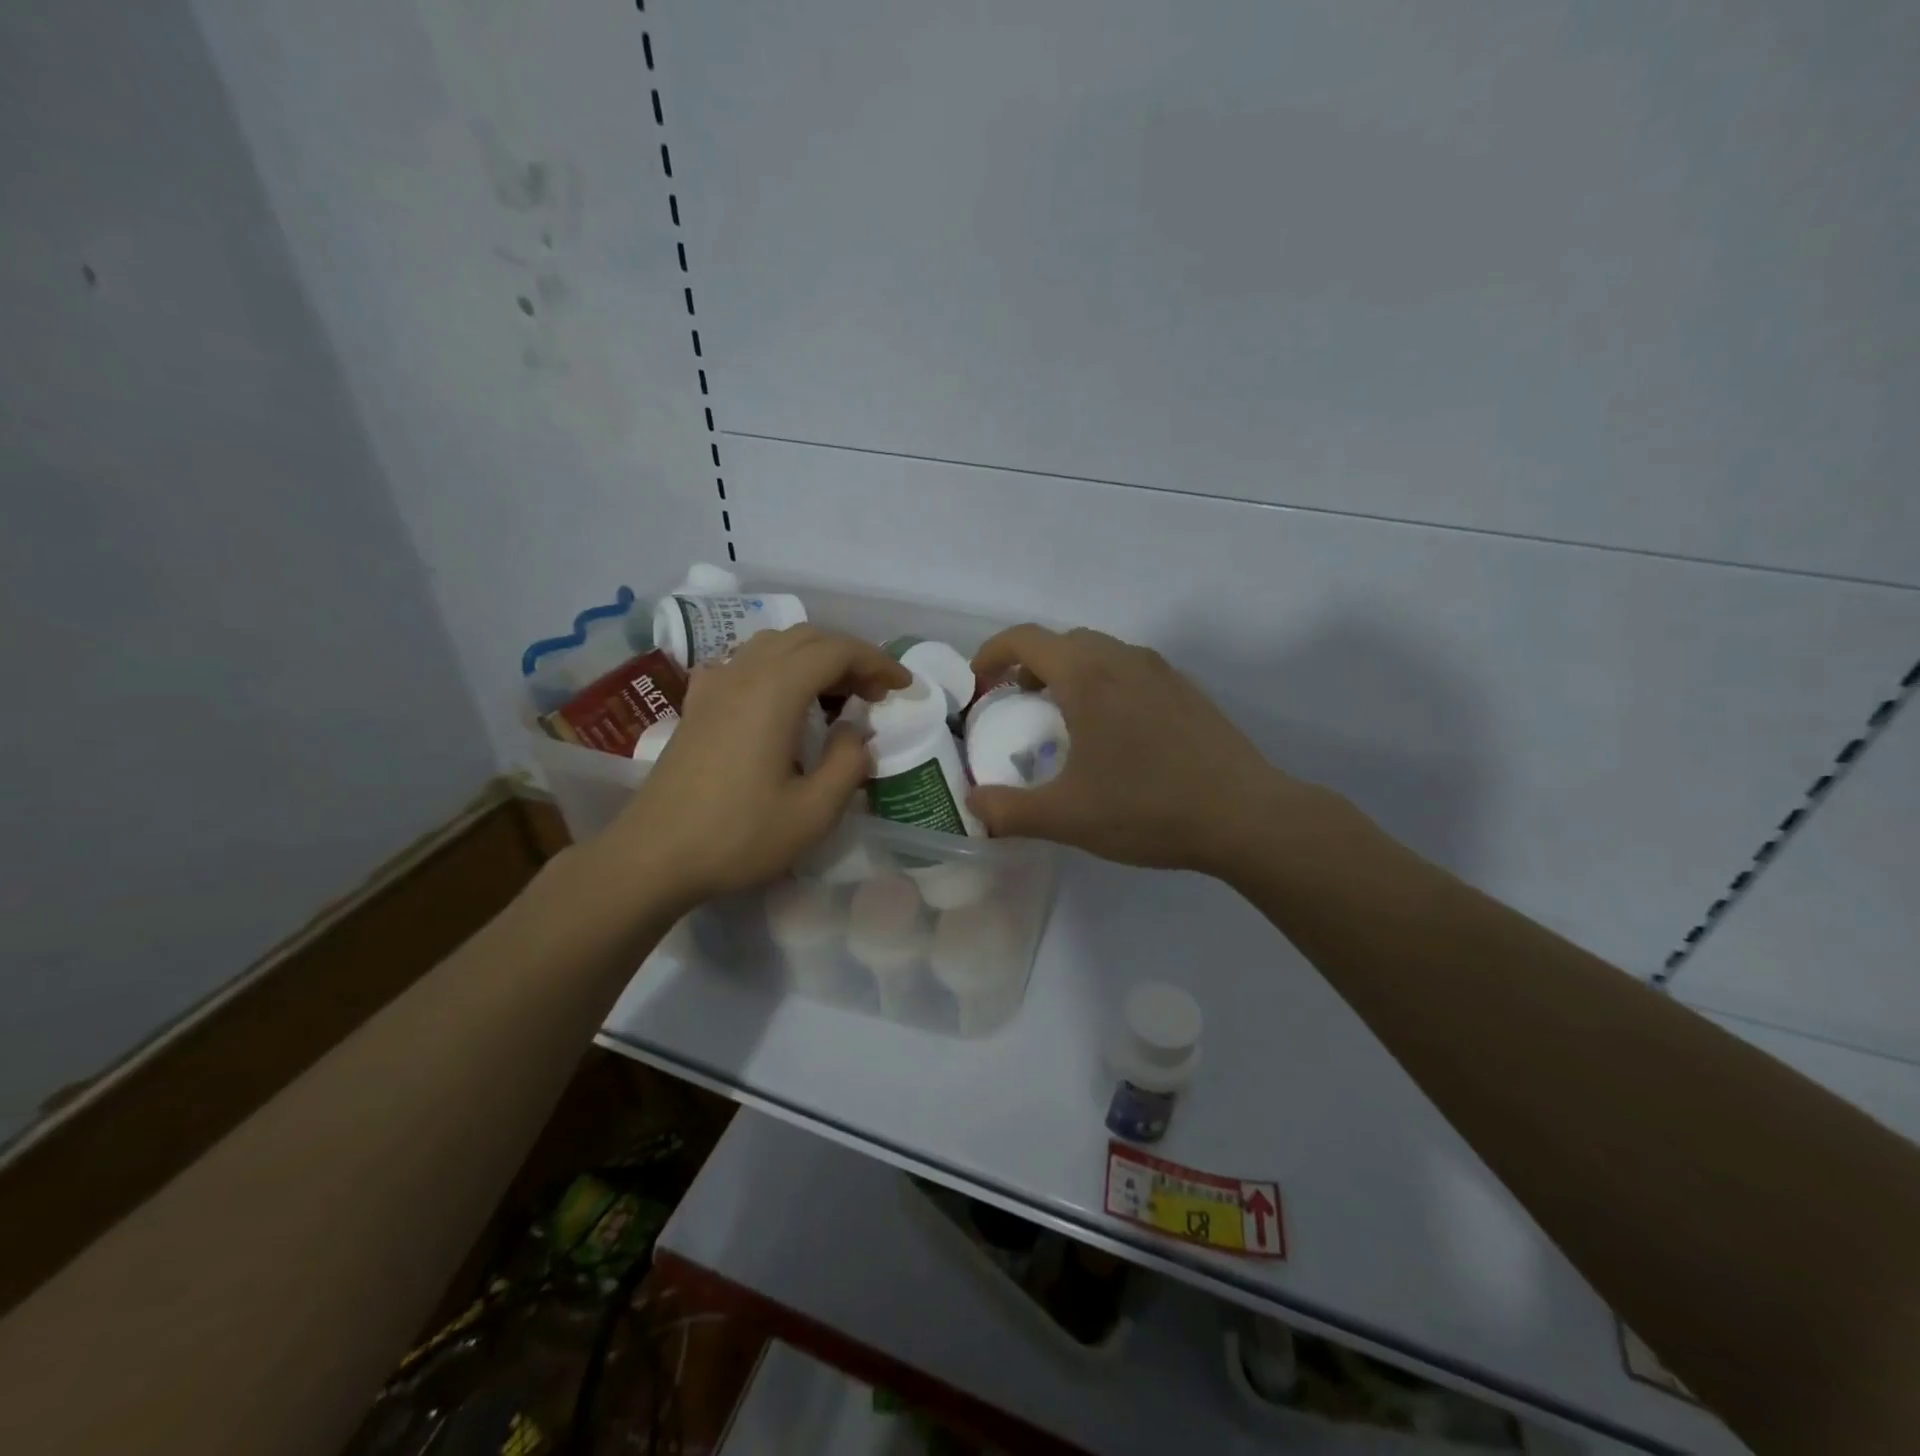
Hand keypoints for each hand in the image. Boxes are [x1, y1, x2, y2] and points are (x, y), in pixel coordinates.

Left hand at [602, 626, 908, 905]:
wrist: (654, 856)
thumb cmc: (738, 836)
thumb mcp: (813, 812)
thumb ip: (848, 764)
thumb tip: (856, 734)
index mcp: (775, 691)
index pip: (837, 651)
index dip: (877, 662)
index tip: (903, 686)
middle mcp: (744, 673)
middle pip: (806, 638)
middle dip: (849, 657)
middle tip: (875, 694)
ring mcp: (715, 685)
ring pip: (773, 645)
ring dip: (813, 658)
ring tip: (836, 694)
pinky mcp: (697, 704)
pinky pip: (743, 663)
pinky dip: (775, 668)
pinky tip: (778, 698)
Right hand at [965, 625, 1305, 875]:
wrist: (1245, 815)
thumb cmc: (1148, 809)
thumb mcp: (1067, 817)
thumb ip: (1010, 811)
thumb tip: (973, 806)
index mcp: (1088, 676)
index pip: (1025, 639)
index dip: (990, 655)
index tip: (979, 687)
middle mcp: (1124, 659)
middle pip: (1062, 641)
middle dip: (1029, 665)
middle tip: (1017, 706)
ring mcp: (1161, 671)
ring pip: (1100, 653)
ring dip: (1069, 674)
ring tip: (1064, 720)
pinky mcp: (1187, 690)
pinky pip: (1131, 670)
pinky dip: (1104, 684)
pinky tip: (1114, 735)